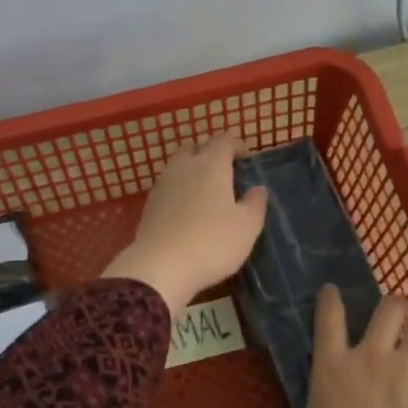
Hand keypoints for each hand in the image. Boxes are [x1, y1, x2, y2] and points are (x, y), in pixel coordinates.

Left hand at [102, 133, 267, 314]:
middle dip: (210, 153)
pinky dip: (179, 189)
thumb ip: (255, 203)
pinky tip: (187, 210)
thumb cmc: (213, 242)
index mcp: (212, 165)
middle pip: (196, 147)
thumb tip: (257, 189)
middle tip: (224, 172)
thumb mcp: (247, 226)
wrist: (161, 267)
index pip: (224, 140)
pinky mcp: (149, 204)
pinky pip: (167, 186)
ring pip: (178, 165)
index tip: (246, 159)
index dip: (237, 145)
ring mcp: (163, 184)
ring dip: (192, 170)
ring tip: (205, 191)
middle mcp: (184, 166)